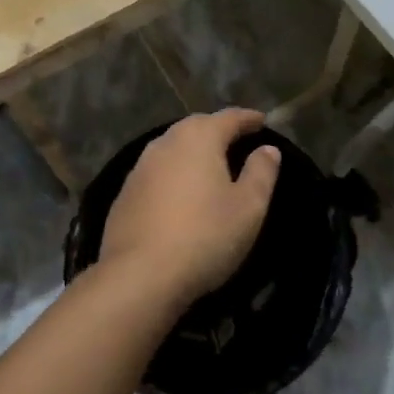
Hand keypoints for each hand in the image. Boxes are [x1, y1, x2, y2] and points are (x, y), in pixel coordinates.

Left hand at [100, 109, 281, 307]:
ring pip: (173, 147)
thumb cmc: (204, 236)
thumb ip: (261, 172)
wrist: (139, 276)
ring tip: (210, 163)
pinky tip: (180, 191)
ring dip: (193, 150)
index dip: (248, 118)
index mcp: (199, 138)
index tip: (262, 121)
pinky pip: (157, 172)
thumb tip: (268, 148)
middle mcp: (166, 143)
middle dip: (218, 129)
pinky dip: (174, 173)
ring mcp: (140, 167)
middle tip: (236, 138)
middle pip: (196, 126)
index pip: (229, 118)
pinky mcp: (125, 193)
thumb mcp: (248, 207)